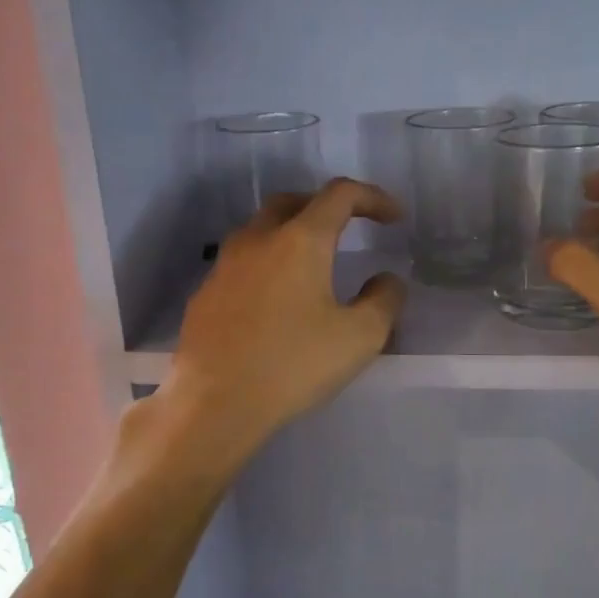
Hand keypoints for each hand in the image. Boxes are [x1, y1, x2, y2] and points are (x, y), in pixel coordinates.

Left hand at [163, 178, 407, 467]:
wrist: (213, 403)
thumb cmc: (292, 365)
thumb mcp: (359, 337)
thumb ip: (383, 300)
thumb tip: (387, 280)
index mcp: (300, 240)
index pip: (340, 195)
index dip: (373, 198)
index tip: (393, 218)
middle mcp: (257, 239)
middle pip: (293, 202)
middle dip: (325, 207)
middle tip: (347, 230)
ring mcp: (224, 265)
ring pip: (260, 230)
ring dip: (290, 233)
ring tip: (310, 264)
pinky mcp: (204, 293)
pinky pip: (240, 263)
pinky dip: (265, 265)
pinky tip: (273, 300)